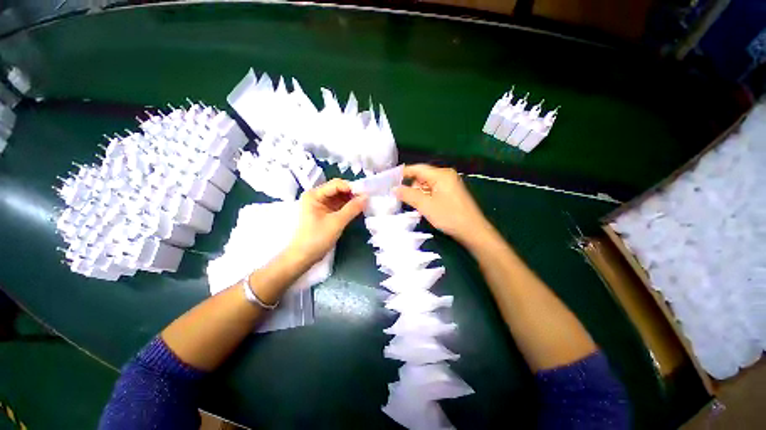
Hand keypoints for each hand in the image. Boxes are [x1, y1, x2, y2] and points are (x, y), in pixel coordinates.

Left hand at [287, 179, 366, 264]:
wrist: (303, 257)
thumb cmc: (317, 238)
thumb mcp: (336, 222)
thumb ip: (352, 208)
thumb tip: (366, 197)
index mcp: (314, 195)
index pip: (336, 184)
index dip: (351, 187)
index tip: (366, 194)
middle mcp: (317, 196)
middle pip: (338, 189)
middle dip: (352, 193)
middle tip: (367, 199)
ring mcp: (321, 205)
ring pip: (340, 198)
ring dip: (351, 200)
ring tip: (365, 204)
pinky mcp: (325, 213)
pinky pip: (339, 206)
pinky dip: (348, 207)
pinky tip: (358, 209)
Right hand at [395, 164, 491, 245]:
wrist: (472, 231)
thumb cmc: (449, 216)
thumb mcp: (425, 206)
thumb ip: (408, 195)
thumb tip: (394, 189)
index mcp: (441, 174)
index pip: (418, 168)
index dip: (403, 173)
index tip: (390, 180)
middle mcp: (446, 175)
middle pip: (422, 176)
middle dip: (411, 185)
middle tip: (401, 197)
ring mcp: (450, 184)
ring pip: (427, 184)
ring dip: (418, 192)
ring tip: (412, 204)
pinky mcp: (451, 192)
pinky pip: (434, 190)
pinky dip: (426, 196)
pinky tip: (423, 206)